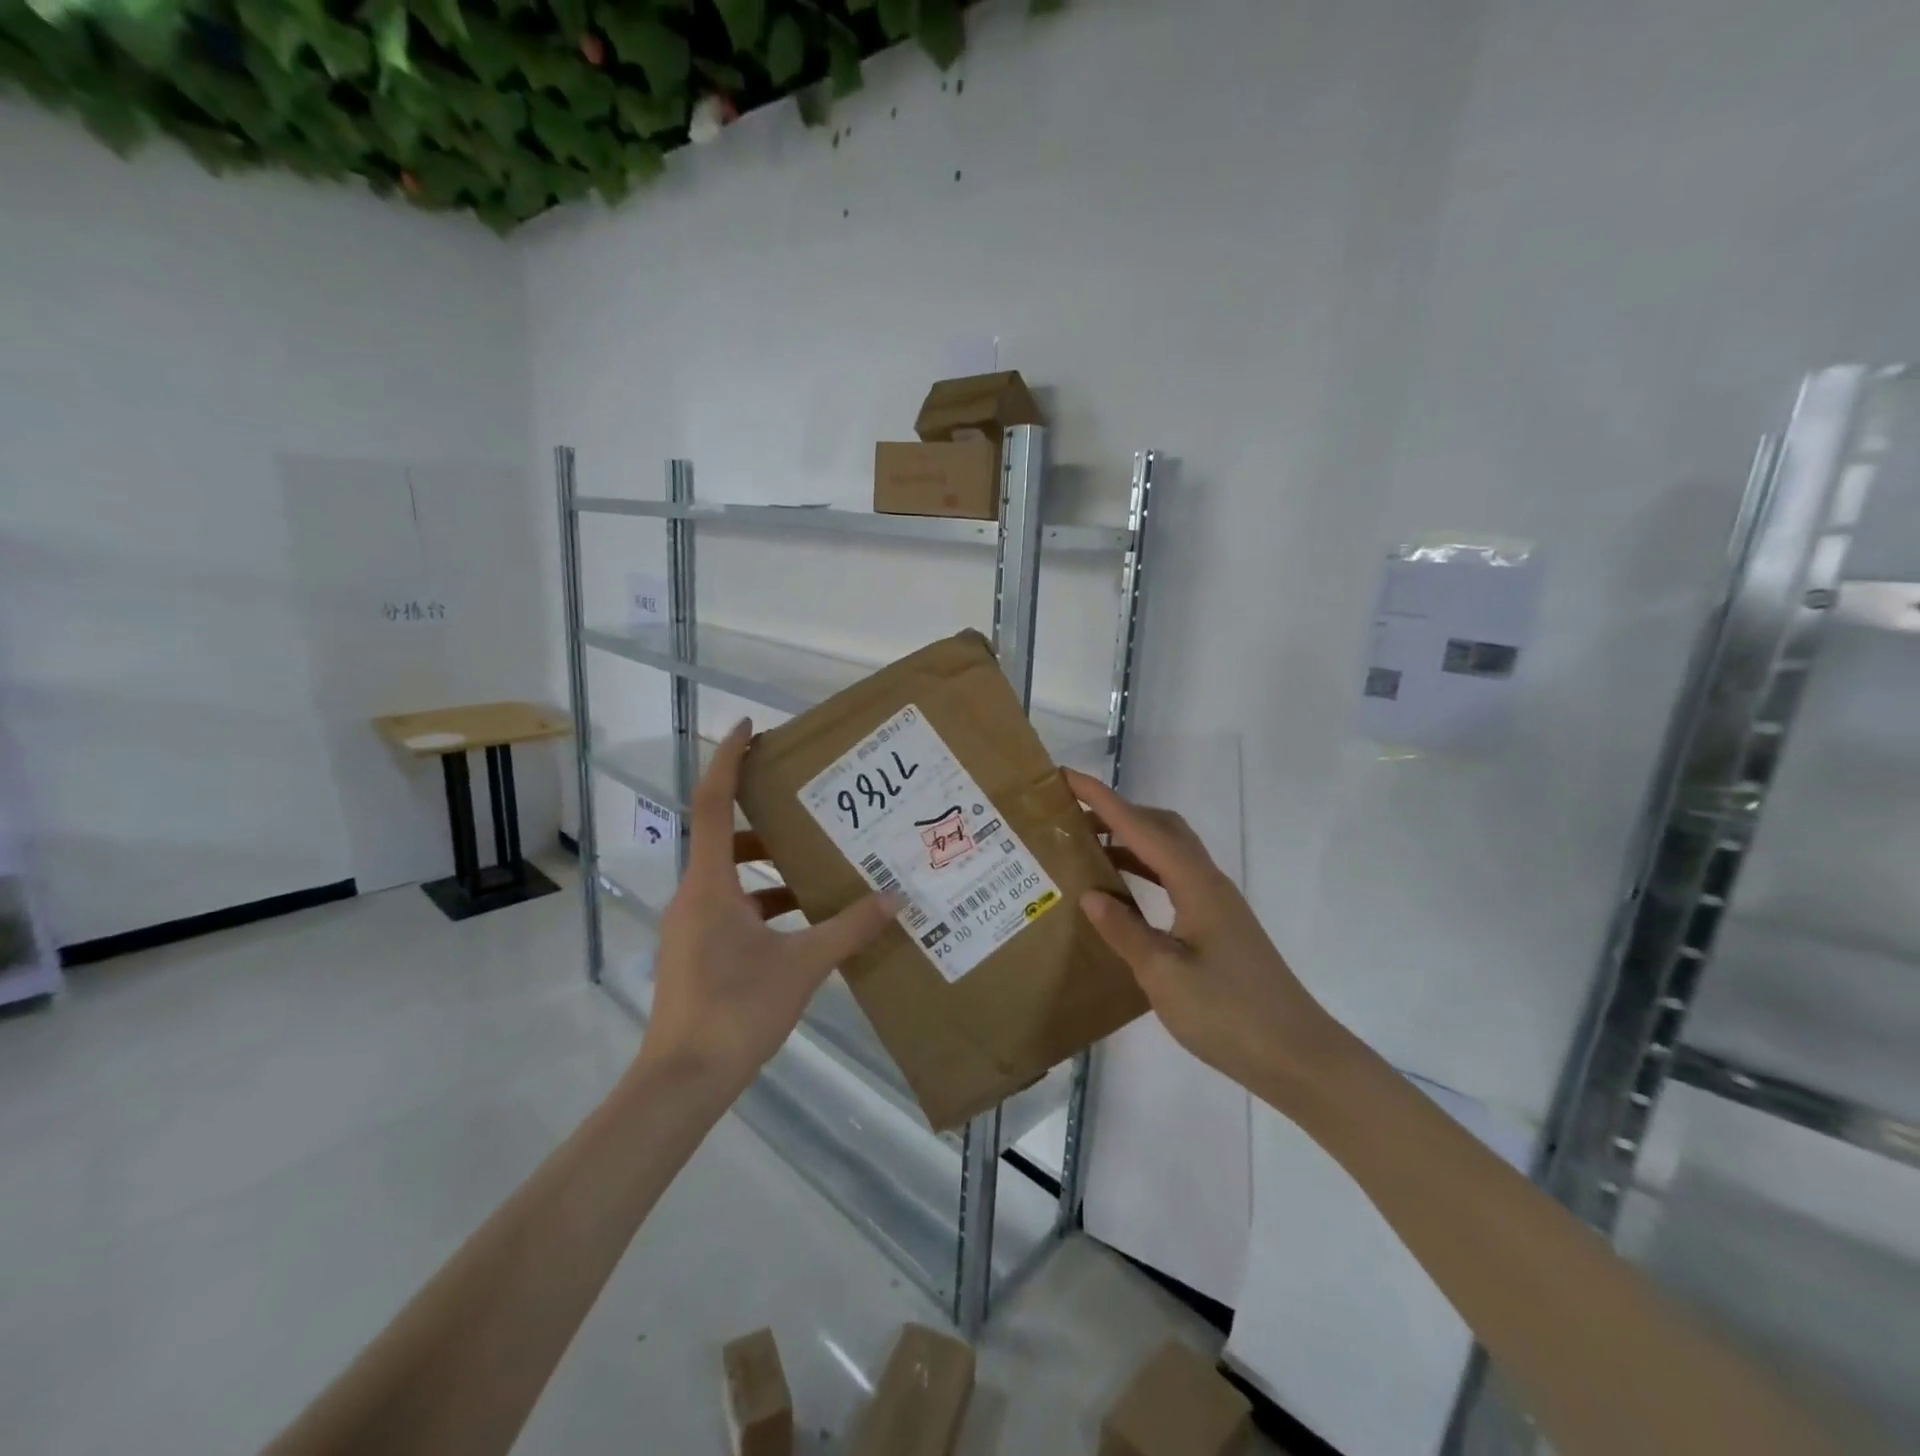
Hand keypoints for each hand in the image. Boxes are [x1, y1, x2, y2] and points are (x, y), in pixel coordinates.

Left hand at [639, 720, 900, 1095]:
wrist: (682, 1082)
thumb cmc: (735, 1011)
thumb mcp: (802, 966)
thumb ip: (850, 928)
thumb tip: (897, 898)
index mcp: (710, 884)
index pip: (712, 803)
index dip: (729, 760)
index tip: (750, 727)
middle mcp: (694, 895)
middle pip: (725, 837)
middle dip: (766, 819)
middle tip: (811, 805)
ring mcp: (691, 925)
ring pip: (730, 876)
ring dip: (770, 867)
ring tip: (818, 864)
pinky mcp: (696, 950)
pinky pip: (732, 907)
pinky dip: (765, 901)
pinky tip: (804, 919)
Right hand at [1064, 768, 1347, 1109]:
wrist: (1297, 1056)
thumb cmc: (1229, 1014)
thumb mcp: (1165, 975)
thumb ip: (1125, 931)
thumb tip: (1089, 894)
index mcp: (1196, 885)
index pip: (1142, 829)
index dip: (1103, 800)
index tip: (1067, 777)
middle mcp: (1208, 883)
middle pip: (1162, 828)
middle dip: (1117, 813)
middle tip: (1073, 817)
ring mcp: (1216, 904)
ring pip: (1169, 853)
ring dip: (1130, 842)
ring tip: (1086, 850)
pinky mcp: (1217, 925)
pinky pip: (1173, 879)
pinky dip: (1143, 872)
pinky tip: (1121, 895)